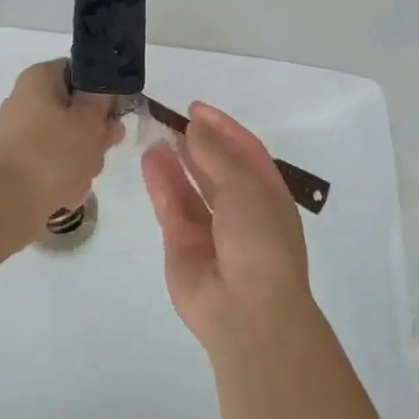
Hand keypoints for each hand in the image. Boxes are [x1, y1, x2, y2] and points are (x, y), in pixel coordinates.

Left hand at [0, 60, 121, 238]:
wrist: (9, 203)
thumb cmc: (54, 152)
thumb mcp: (90, 121)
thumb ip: (102, 102)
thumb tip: (100, 93)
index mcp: (38, 78)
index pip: (79, 72)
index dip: (101, 92)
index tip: (114, 113)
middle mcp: (24, 100)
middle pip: (73, 110)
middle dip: (94, 133)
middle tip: (105, 148)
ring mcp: (17, 133)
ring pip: (65, 139)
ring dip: (82, 158)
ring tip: (83, 177)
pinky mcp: (16, 162)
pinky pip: (50, 162)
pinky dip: (63, 175)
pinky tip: (68, 192)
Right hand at [141, 103, 314, 353]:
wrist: (247, 309)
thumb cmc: (259, 239)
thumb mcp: (244, 185)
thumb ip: (216, 152)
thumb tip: (195, 126)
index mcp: (268, 194)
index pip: (246, 151)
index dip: (223, 127)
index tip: (195, 108)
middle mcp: (241, 210)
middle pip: (217, 168)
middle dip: (197, 142)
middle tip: (172, 119)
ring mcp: (211, 229)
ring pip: (191, 186)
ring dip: (176, 160)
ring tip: (156, 133)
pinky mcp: (183, 245)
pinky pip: (172, 206)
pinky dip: (161, 183)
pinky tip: (149, 159)